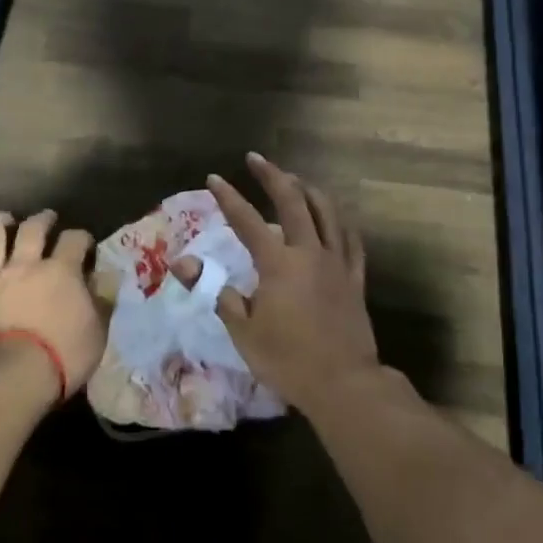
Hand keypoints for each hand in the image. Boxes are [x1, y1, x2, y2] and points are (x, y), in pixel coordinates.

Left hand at [0, 210, 104, 402]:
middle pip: (32, 229)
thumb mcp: (96, 332)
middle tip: (47, 217)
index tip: (86, 243)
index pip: (75, 240)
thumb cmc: (61, 357)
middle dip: (42, 219)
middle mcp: (24, 267)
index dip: (82, 238)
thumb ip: (102, 300)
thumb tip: (108, 276)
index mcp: (61, 272)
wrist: (6, 378)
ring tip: (2, 218)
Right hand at [193, 153, 378, 412]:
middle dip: (273, 176)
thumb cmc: (287, 359)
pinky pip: (350, 240)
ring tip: (295, 180)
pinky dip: (340, 222)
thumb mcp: (243, 330)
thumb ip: (218, 293)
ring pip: (327, 212)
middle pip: (293, 201)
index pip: (247, 221)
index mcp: (278, 263)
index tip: (214, 179)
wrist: (342, 382)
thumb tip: (187, 266)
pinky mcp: (355, 278)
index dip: (228, 198)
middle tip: (257, 159)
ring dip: (309, 190)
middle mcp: (309, 252)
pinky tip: (334, 218)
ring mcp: (336, 262)